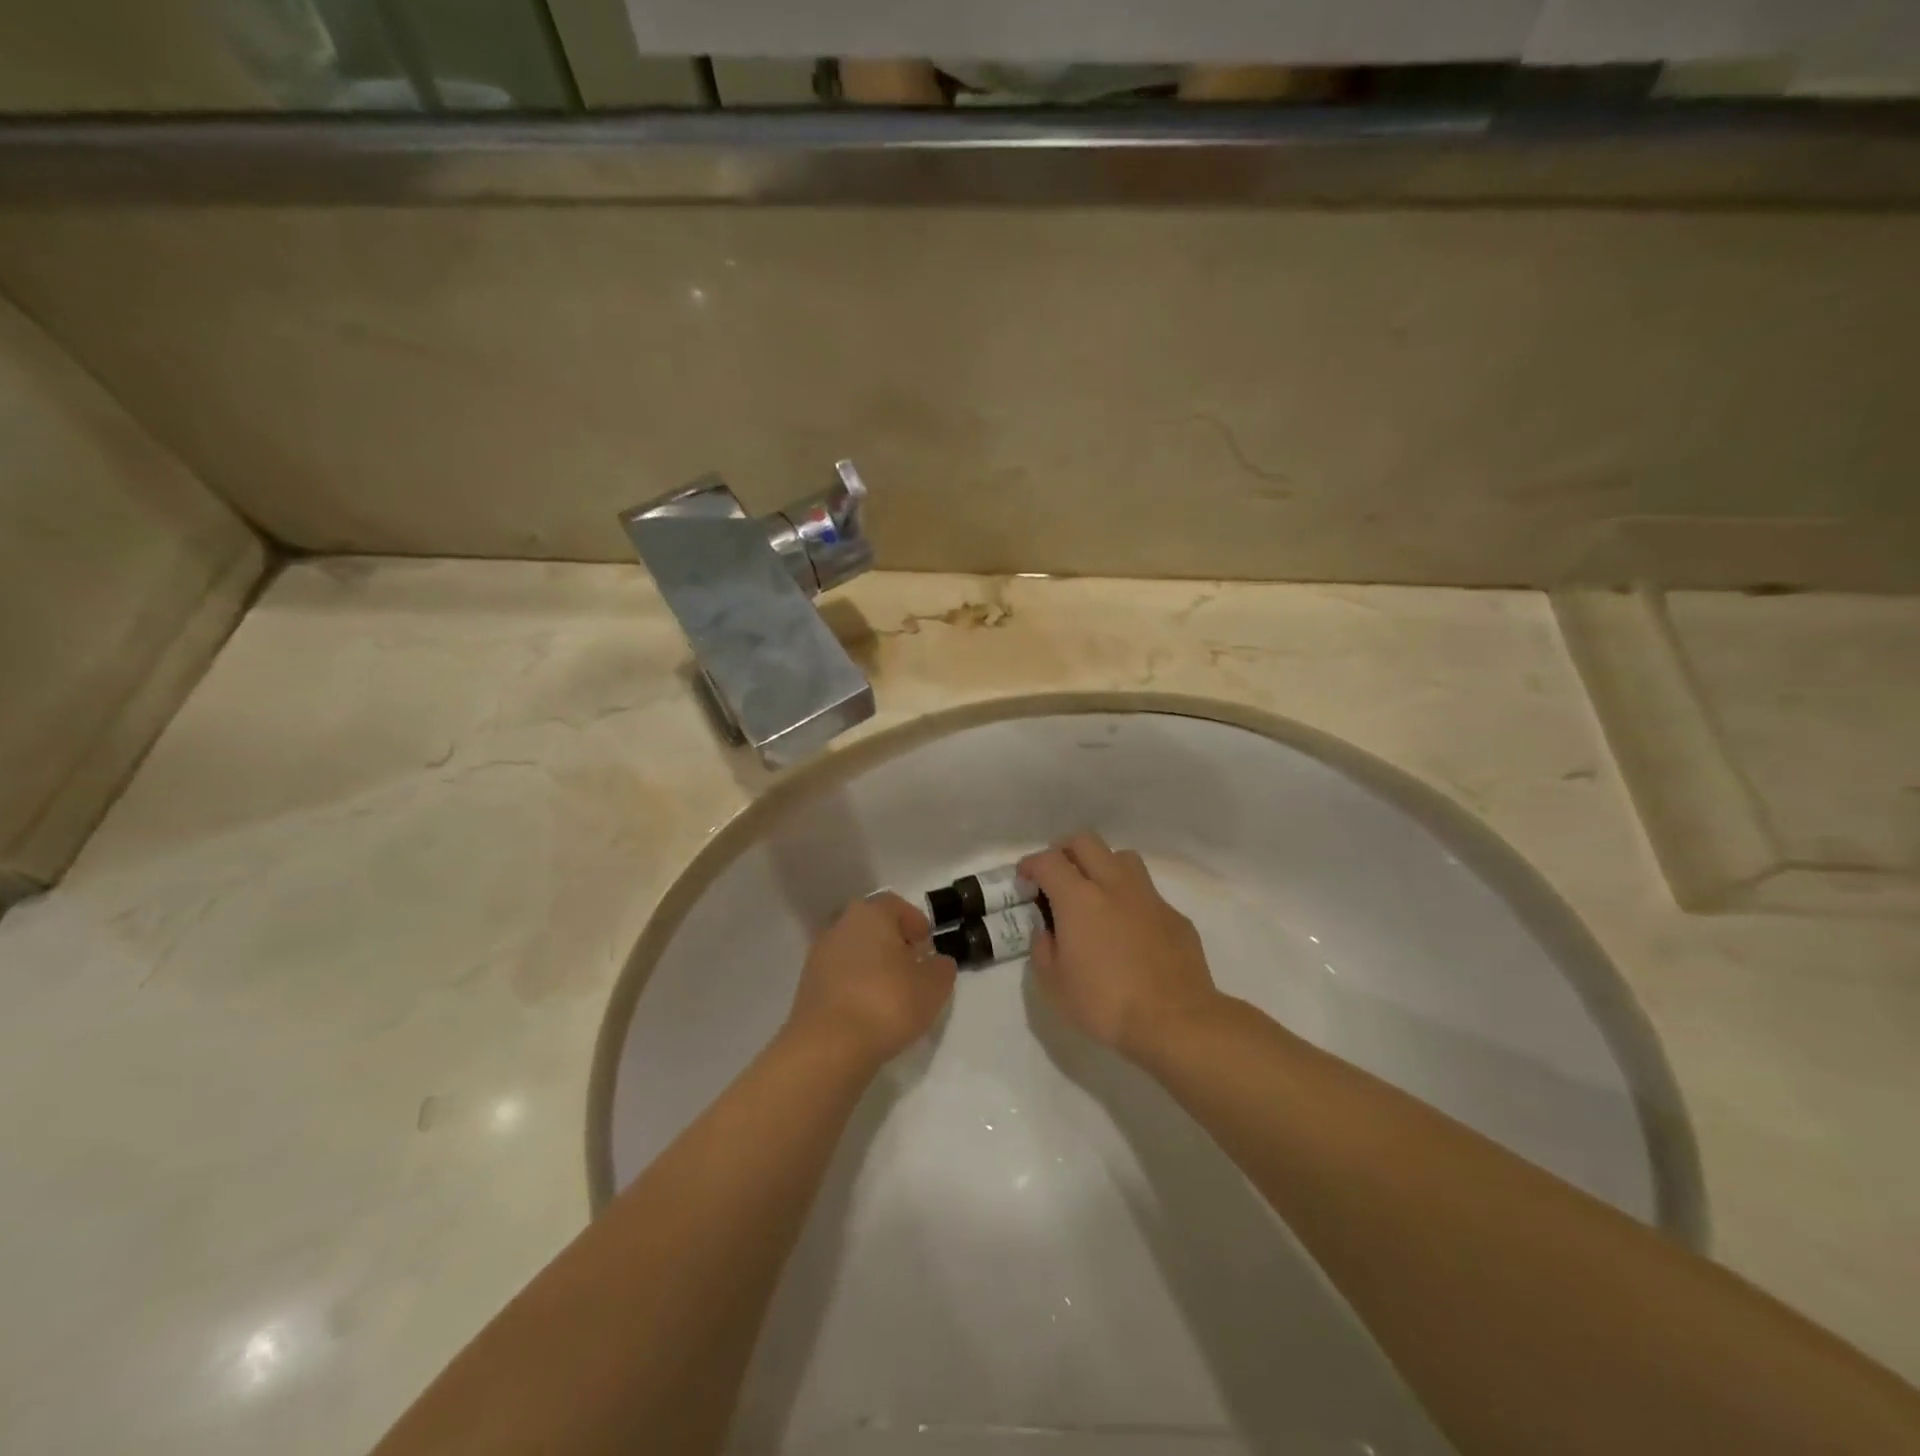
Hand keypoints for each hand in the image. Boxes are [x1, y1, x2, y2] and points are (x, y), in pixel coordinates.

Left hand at [785, 893, 956, 1066]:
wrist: (828, 1047)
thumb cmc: (887, 1002)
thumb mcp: (934, 986)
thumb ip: (941, 968)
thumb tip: (936, 962)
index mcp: (870, 913)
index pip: (896, 906)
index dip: (916, 924)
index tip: (928, 948)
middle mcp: (840, 926)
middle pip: (873, 928)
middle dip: (894, 945)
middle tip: (913, 971)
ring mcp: (819, 956)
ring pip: (855, 952)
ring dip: (873, 967)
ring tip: (893, 996)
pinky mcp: (807, 986)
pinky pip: (840, 977)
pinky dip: (856, 988)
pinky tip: (869, 1012)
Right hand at [1020, 834, 1220, 1058]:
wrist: (1175, 1021)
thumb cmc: (1105, 1004)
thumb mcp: (1054, 986)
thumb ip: (1043, 949)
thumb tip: (1047, 930)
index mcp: (1079, 899)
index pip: (1048, 861)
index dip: (1031, 864)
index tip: (1024, 879)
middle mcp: (1114, 886)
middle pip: (1086, 842)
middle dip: (1064, 851)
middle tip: (1056, 875)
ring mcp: (1149, 898)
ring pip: (1122, 857)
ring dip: (1102, 865)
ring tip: (1094, 892)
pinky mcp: (1175, 916)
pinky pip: (1147, 893)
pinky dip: (1130, 900)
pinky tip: (1129, 929)